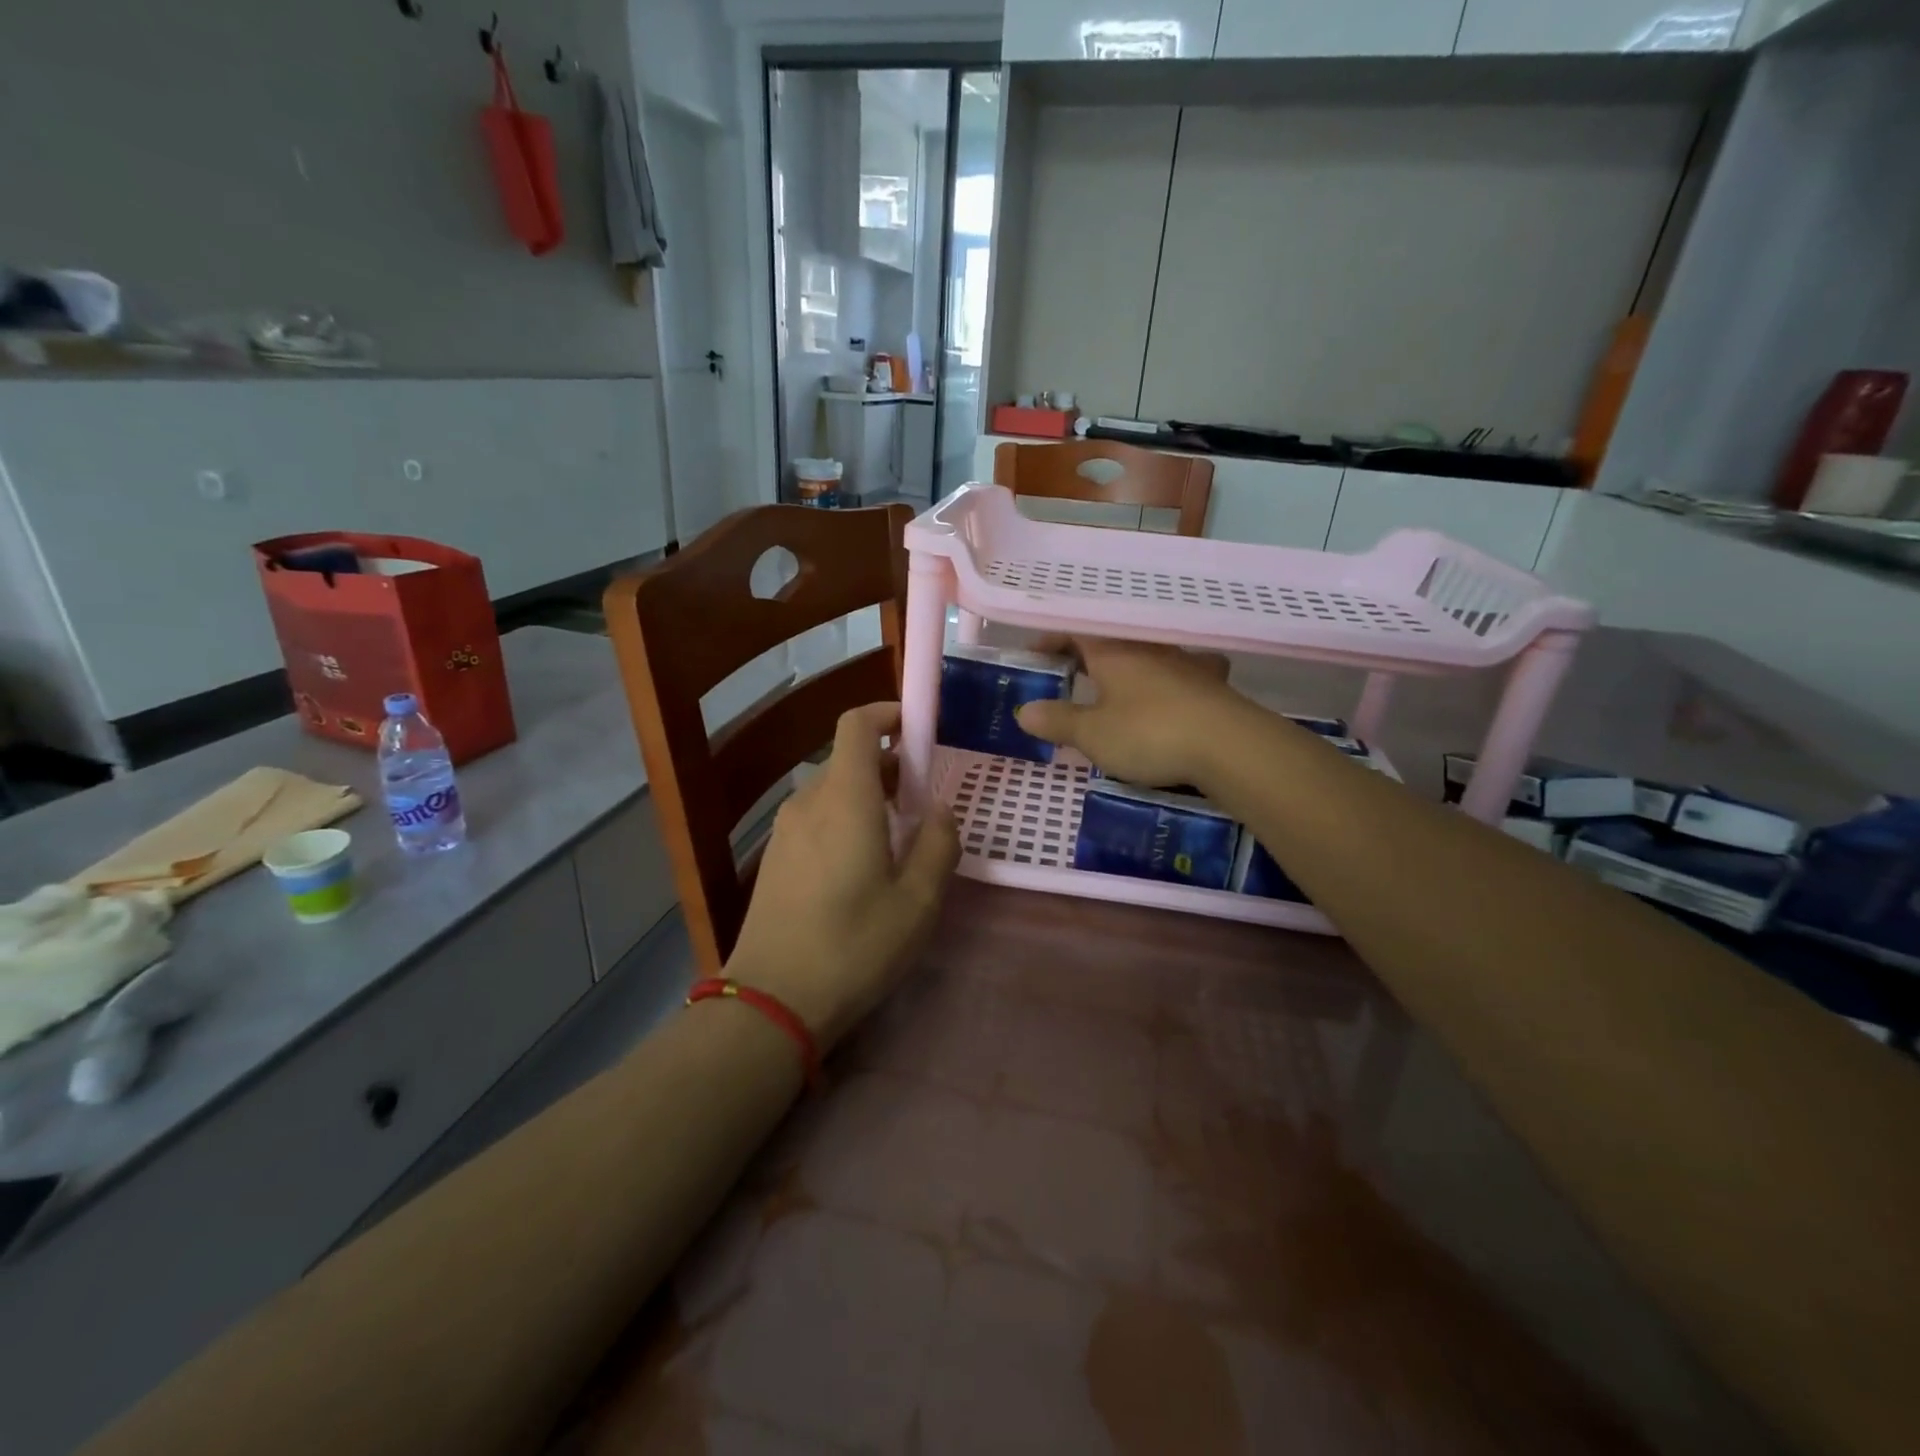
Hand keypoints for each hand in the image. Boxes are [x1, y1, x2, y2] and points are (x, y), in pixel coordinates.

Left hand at [726, 703, 959, 1052]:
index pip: (857, 724)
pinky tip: (863, 866)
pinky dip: (846, 818)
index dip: (887, 714)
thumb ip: (938, 845)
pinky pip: (817, 817)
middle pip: (848, 758)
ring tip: (899, 838)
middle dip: (889, 765)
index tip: (919, 730)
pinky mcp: (775, 857)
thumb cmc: (854, 946)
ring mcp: (785, 829)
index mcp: (845, 798)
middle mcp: (809, 801)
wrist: (772, 1001)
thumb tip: (940, 811)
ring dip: (868, 795)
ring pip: (833, 790)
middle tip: (924, 801)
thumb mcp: (917, 901)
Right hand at [1014, 637, 1243, 789]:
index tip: (1035, 658)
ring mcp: (1185, 663)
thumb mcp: (1093, 734)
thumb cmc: (1149, 733)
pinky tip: (1175, 694)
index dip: (1051, 641)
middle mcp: (1149, 648)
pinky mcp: (1213, 684)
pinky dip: (1170, 681)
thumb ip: (1058, 721)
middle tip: (1069, 677)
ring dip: (1129, 667)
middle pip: (1110, 642)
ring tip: (1118, 688)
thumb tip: (1024, 711)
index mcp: (1114, 651)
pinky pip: (1183, 674)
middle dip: (1087, 657)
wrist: (1229, 745)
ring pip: (1149, 655)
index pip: (1075, 632)